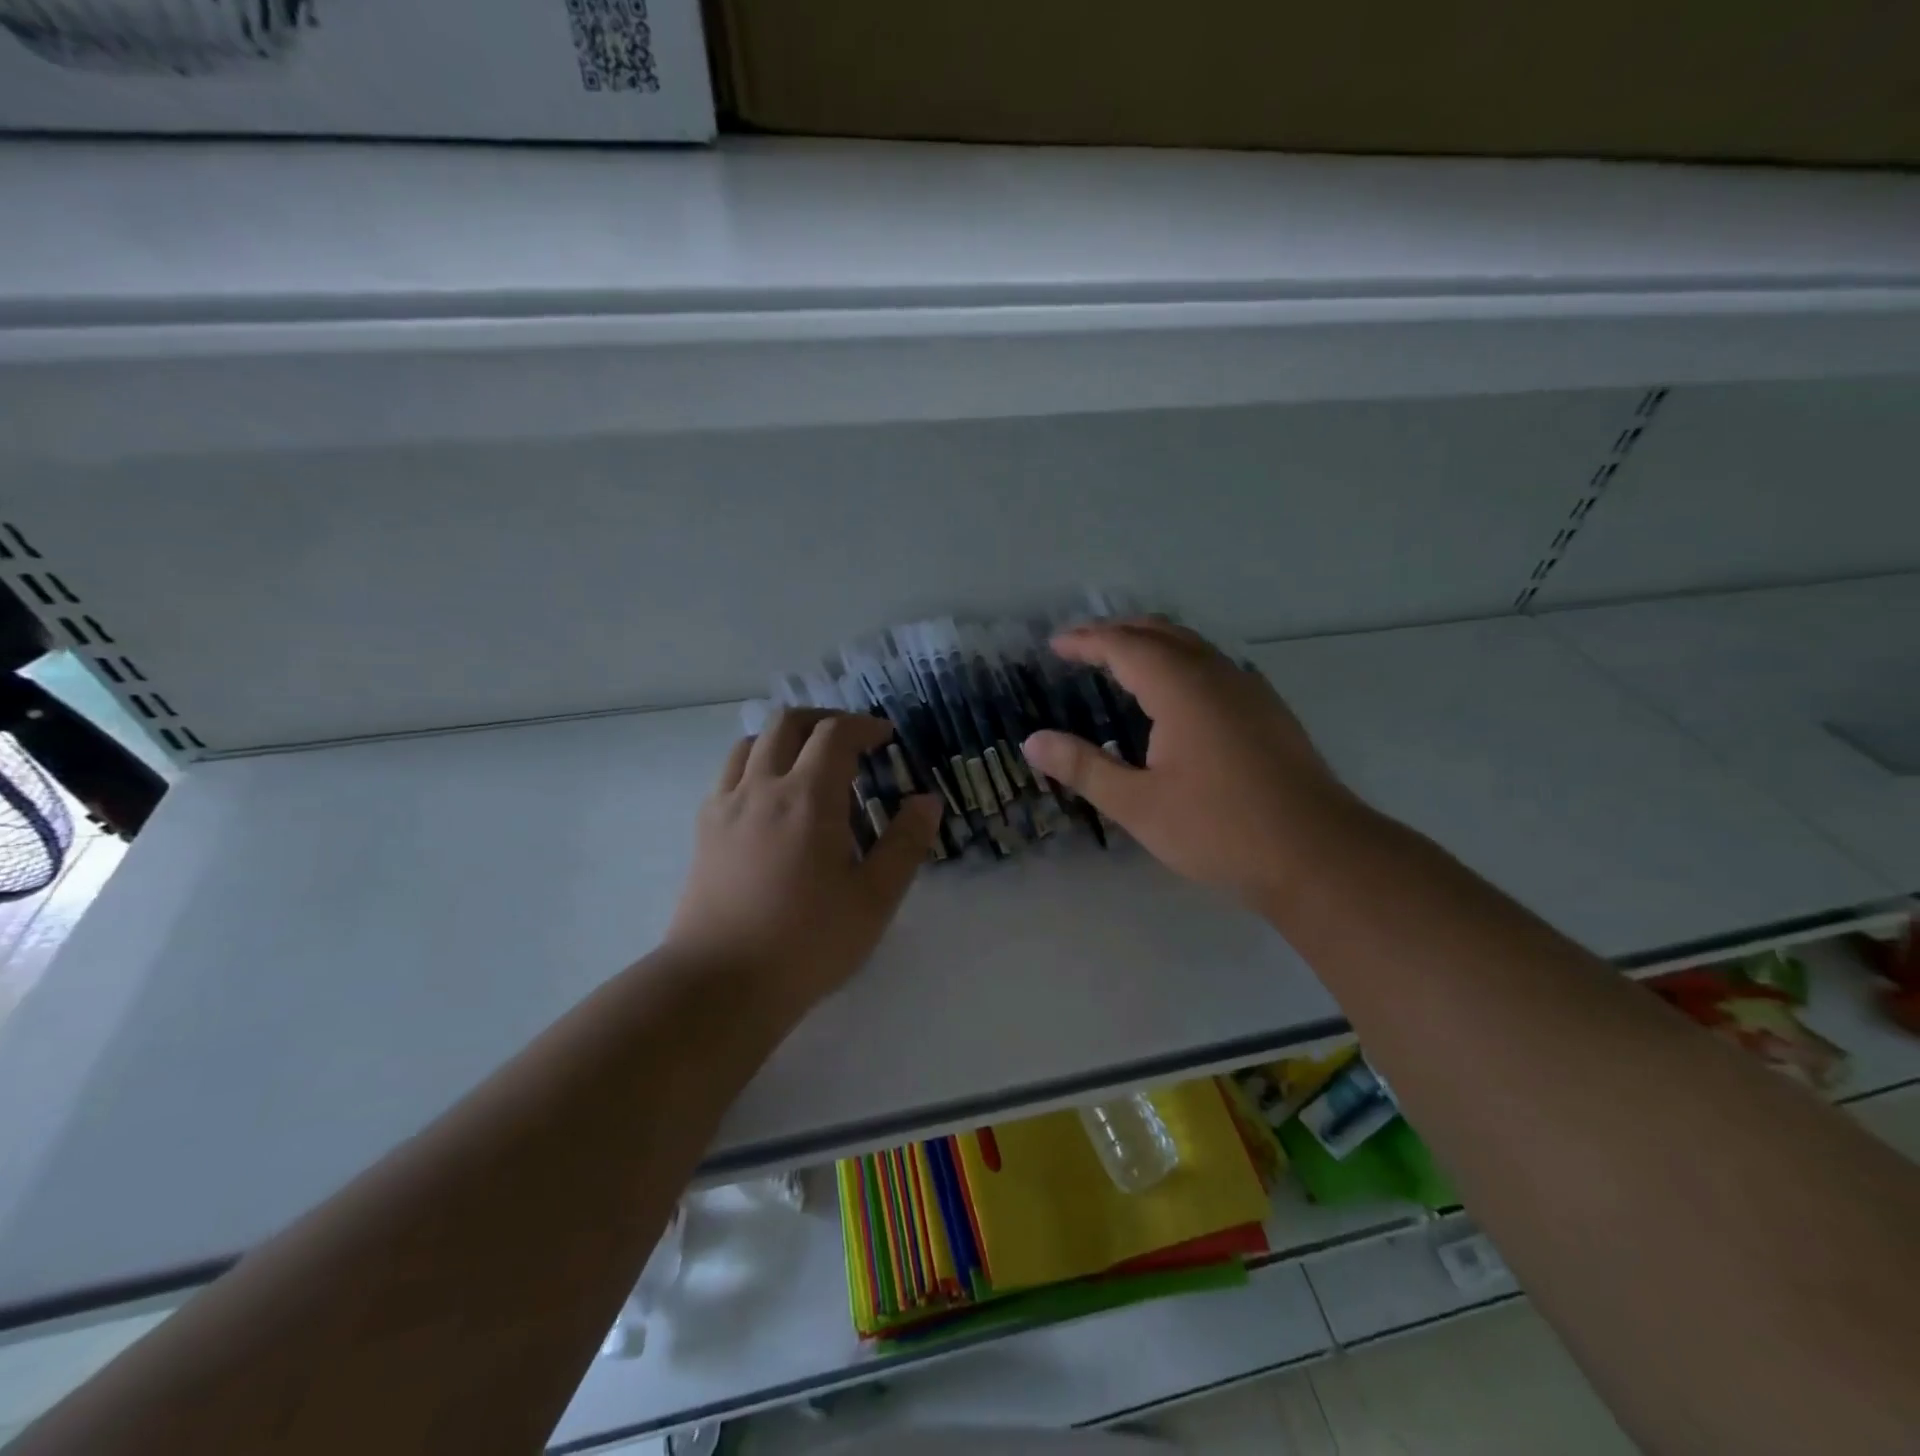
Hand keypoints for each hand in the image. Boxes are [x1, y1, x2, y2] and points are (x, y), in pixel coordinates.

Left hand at [666, 709, 942, 1014]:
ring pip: (751, 743)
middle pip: (787, 723)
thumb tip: (927, 800)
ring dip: (785, 738)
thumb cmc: (807, 942)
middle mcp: (763, 787)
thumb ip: (905, 844)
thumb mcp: (874, 899)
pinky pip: (729, 774)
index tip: (885, 738)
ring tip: (808, 764)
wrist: (721, 984)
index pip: (834, 733)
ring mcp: (726, 806)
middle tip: (850, 741)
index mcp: (808, 798)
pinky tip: (770, 800)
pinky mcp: (704, 830)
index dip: (864, 726)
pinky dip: (755, 765)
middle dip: (823, 720)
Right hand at [1021, 620, 1359, 907]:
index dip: (1086, 641)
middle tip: (1081, 644)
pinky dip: (1179, 662)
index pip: (1124, 646)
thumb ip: (1084, 768)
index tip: (1055, 645)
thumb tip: (1032, 742)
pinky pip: (1213, 665)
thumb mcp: (1139, 804)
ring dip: (1151, 643)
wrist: (1318, 855)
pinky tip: (1174, 693)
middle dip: (1117, 631)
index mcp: (1182, 688)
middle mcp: (1217, 675)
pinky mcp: (1268, 711)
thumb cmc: (1220, 829)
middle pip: (1160, 633)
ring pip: (1192, 646)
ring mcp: (1249, 690)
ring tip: (1120, 659)